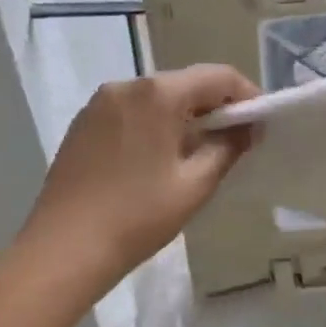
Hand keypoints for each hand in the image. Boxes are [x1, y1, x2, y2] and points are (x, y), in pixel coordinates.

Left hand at [18, 65, 258, 290]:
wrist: (64, 249)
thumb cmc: (138, 216)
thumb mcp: (195, 184)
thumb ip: (228, 147)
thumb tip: (247, 128)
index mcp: (158, 94)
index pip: (218, 76)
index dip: (247, 95)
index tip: (261, 122)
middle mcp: (127, 86)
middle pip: (186, 83)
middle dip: (216, 105)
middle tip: (236, 139)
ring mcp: (99, 103)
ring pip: (158, 97)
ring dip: (185, 115)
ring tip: (200, 151)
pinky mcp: (83, 124)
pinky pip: (132, 111)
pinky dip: (155, 123)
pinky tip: (160, 157)